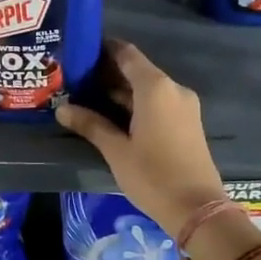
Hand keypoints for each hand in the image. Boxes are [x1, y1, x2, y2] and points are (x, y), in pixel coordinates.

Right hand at [57, 41, 232, 245]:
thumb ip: (91, 125)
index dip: (104, 49)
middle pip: (137, 70)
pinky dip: (136, 103)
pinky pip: (158, 102)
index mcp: (155, 88)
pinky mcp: (187, 122)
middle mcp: (173, 88)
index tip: (80, 50)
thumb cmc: (153, 176)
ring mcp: (184, 105)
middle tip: (76, 77)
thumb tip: (62, 109)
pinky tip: (113, 114)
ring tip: (88, 95)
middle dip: (108, 72)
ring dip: (121, 90)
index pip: (127, 54)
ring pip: (147, 88)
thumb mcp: (117, 151)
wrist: (198, 209)